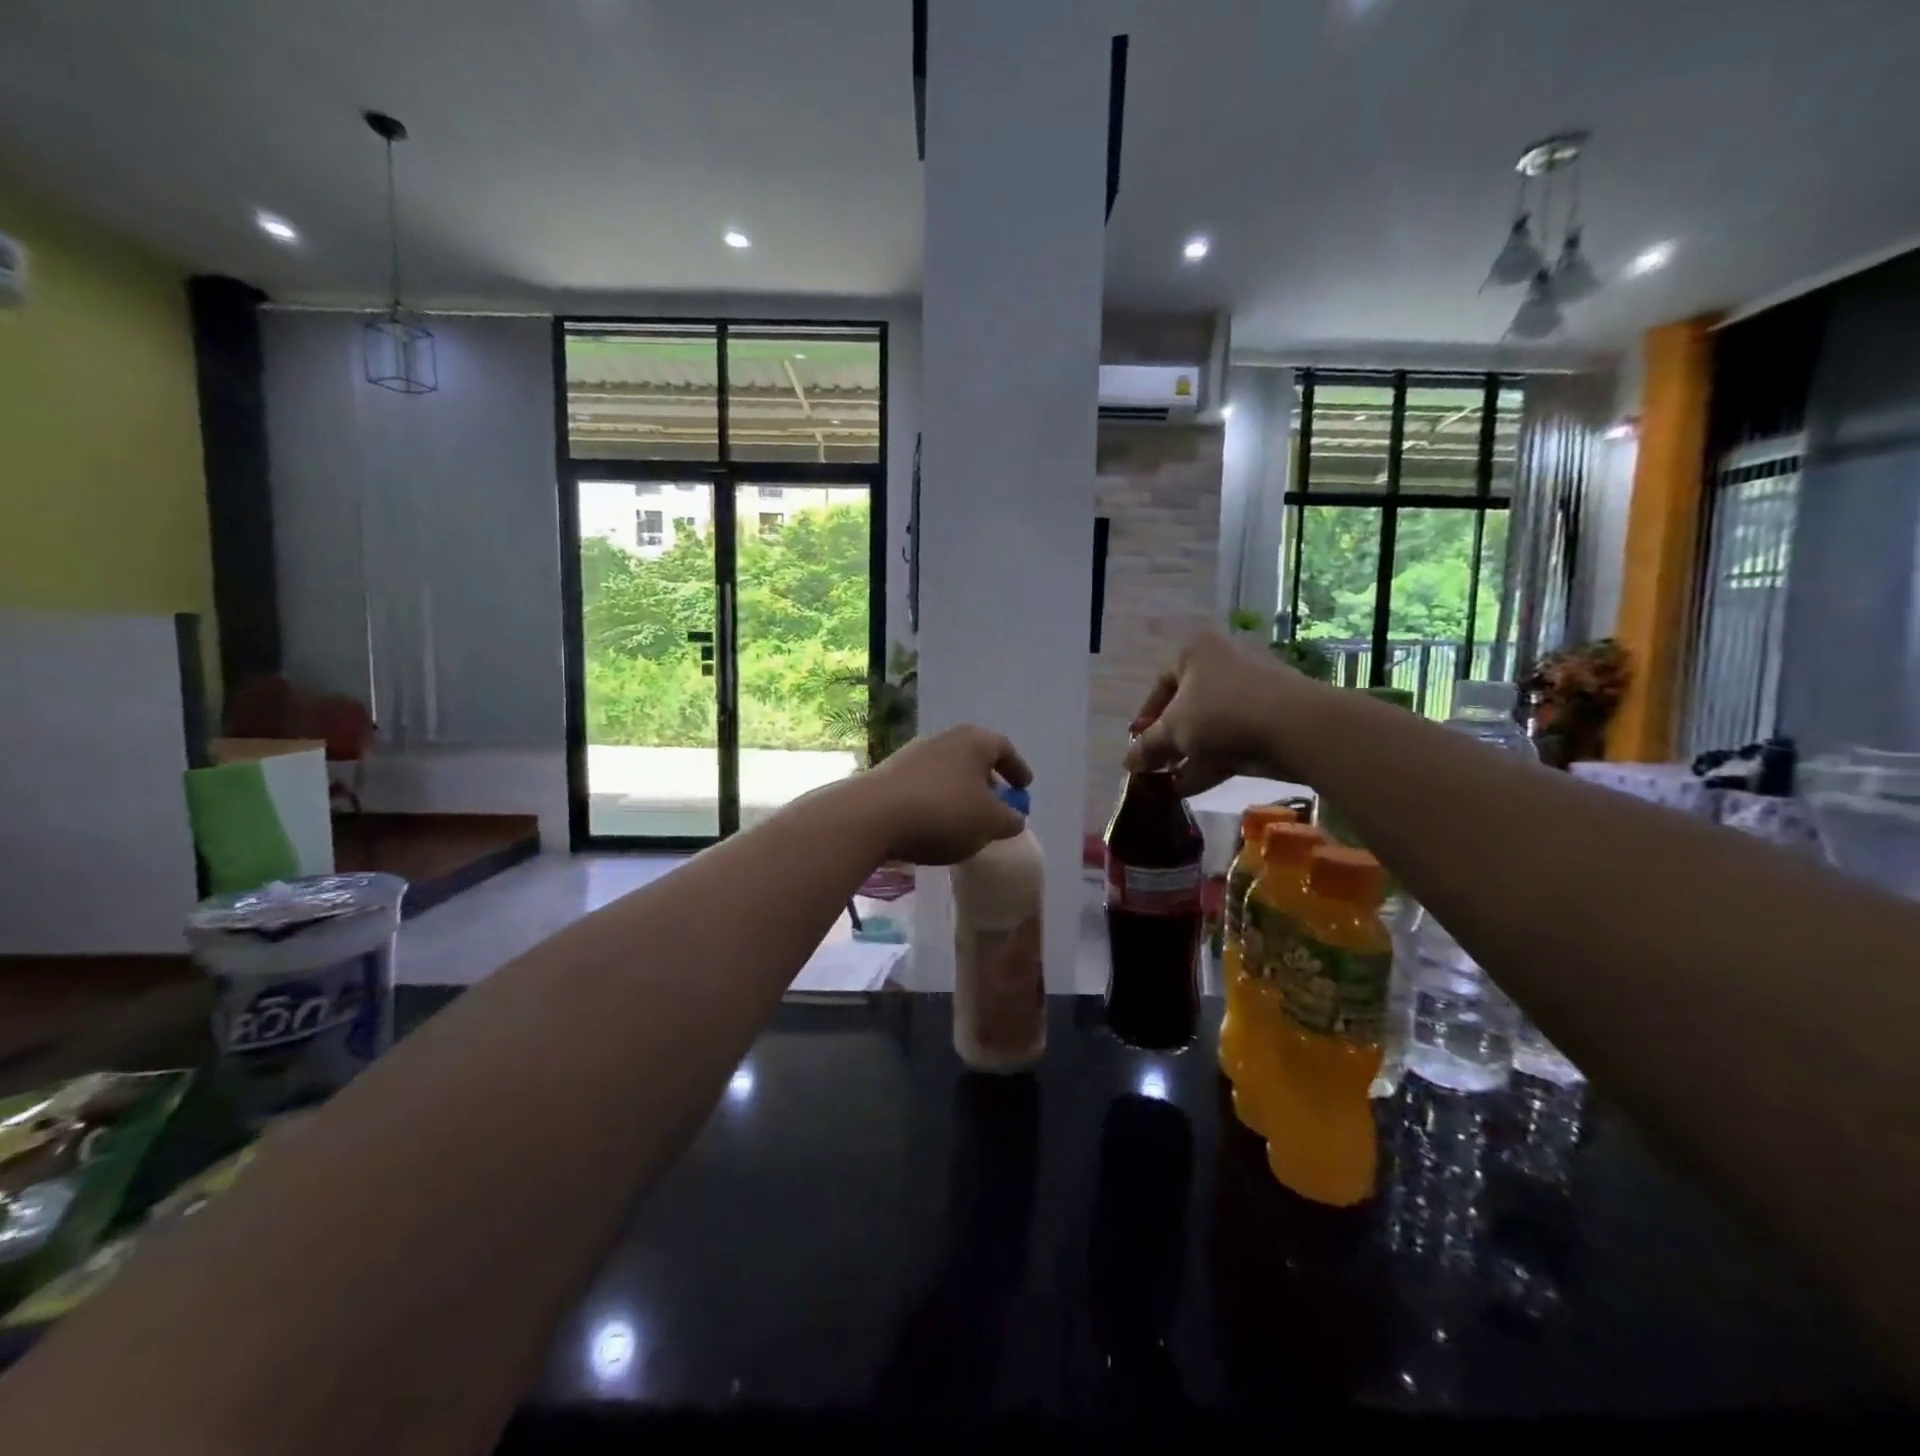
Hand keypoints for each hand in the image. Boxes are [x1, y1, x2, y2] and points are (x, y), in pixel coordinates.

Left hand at [861, 725, 1032, 865]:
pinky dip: (936, 802)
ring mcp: (912, 755)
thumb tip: (1014, 818)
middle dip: (987, 781)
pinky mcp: (888, 776)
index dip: (1017, 768)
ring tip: (965, 820)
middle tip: (996, 804)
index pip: (1003, 748)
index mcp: (973, 741)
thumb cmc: (943, 813)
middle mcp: (943, 739)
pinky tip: (934, 826)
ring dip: (959, 793)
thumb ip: (1010, 820)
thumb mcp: (989, 823)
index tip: (1024, 787)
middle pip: (973, 758)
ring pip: (947, 772)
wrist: (872, 816)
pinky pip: (924, 787)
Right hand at [1124, 627, 1322, 796]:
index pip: (1160, 683)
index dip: (1146, 718)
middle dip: (1169, 741)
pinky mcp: (1272, 717)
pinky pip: (1233, 738)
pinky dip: (1212, 761)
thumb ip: (1147, 746)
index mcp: (1196, 651)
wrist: (1296, 726)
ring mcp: (1252, 689)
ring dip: (1189, 755)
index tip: (1139, 744)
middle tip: (1156, 766)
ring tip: (1170, 785)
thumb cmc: (1222, 712)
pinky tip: (1192, 788)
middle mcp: (1224, 661)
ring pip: (1211, 725)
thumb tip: (1127, 762)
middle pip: (1186, 706)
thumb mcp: (1173, 731)